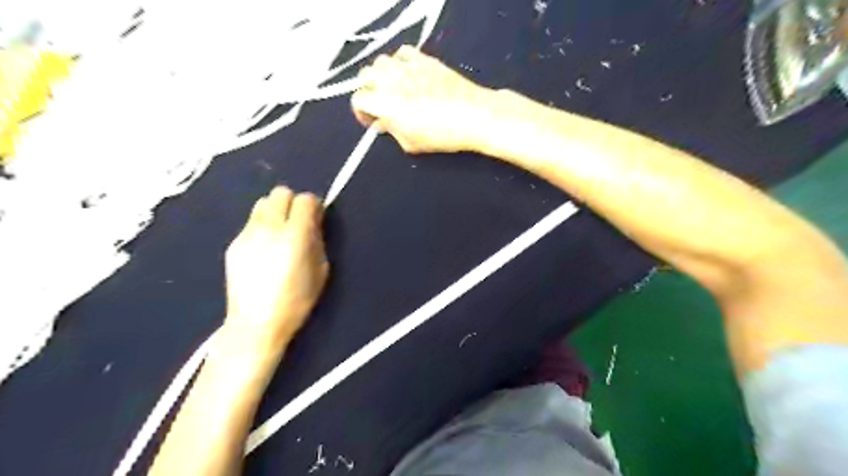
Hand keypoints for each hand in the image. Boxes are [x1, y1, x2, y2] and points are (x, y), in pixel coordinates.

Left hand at [222, 186, 328, 348]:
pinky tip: (264, 250)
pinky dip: (261, 227)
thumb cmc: (296, 301)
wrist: (256, 324)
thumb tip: (313, 222)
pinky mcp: (233, 244)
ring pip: (262, 204)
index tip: (316, 218)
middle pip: (280, 193)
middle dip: (292, 203)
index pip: (305, 200)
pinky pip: (250, 223)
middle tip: (297, 222)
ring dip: (275, 211)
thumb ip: (317, 240)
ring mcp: (247, 235)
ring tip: (279, 233)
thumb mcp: (321, 271)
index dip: (314, 206)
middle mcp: (269, 228)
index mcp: (294, 236)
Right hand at [351, 45, 498, 152]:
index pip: (358, 100)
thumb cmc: (441, 135)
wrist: (472, 115)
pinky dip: (400, 61)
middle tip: (381, 104)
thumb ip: (392, 131)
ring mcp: (407, 66)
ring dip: (382, 74)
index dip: (363, 112)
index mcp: (383, 102)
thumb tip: (385, 123)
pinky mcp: (424, 59)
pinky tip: (408, 74)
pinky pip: (403, 52)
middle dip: (369, 91)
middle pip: (365, 76)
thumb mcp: (411, 143)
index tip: (373, 120)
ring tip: (393, 88)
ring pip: (381, 61)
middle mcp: (390, 79)